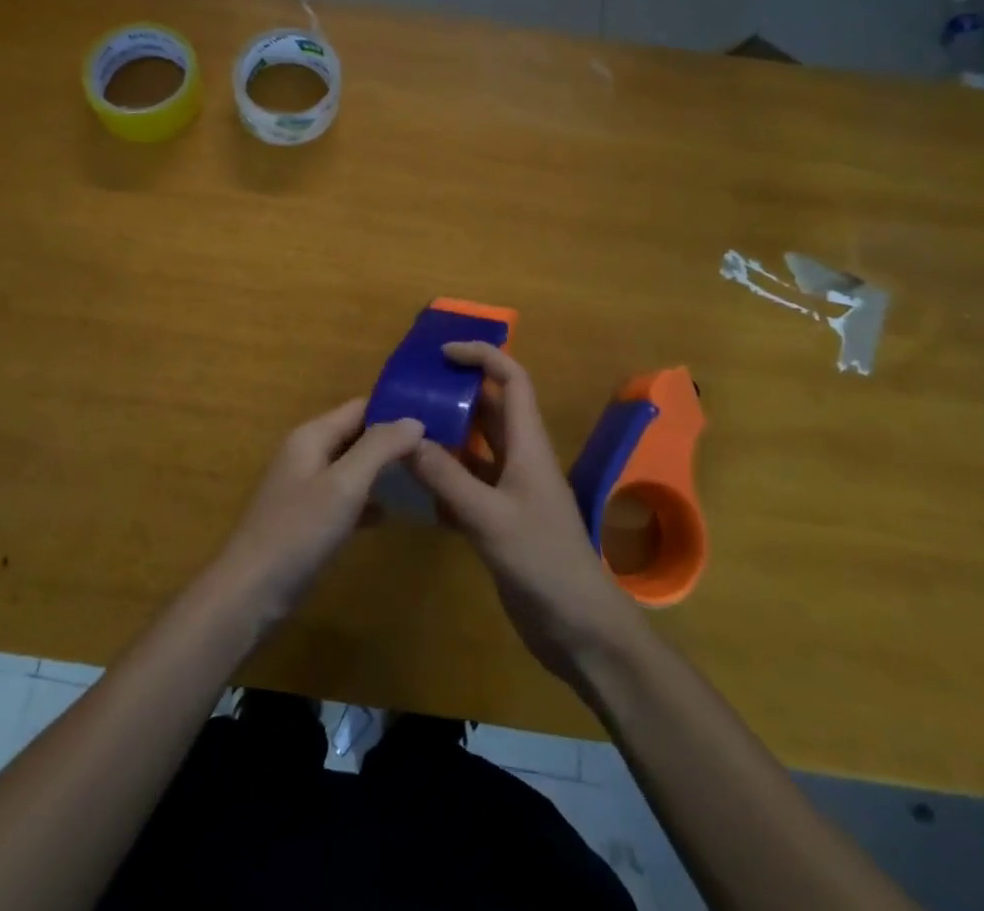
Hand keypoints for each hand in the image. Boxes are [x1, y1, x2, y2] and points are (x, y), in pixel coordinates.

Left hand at [210, 400, 424, 629]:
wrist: (250, 593)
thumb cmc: (298, 532)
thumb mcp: (344, 485)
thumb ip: (379, 448)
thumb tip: (415, 420)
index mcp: (312, 435)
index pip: (360, 408)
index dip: (394, 411)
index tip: (435, 420)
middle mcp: (307, 453)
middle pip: (356, 434)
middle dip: (392, 441)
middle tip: (436, 451)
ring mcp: (305, 487)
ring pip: (352, 467)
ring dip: (383, 471)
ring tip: (424, 477)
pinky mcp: (307, 518)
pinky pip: (344, 497)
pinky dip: (367, 499)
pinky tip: (392, 513)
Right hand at [409, 343, 645, 683]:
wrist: (581, 630)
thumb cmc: (544, 562)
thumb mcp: (490, 517)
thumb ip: (446, 478)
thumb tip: (406, 438)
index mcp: (528, 445)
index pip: (511, 380)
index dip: (483, 357)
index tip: (443, 353)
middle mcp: (520, 459)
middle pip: (489, 410)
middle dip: (456, 391)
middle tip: (411, 388)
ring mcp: (510, 491)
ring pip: (474, 447)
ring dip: (444, 434)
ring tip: (402, 427)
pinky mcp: (499, 521)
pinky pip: (465, 485)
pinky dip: (441, 477)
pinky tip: (410, 482)